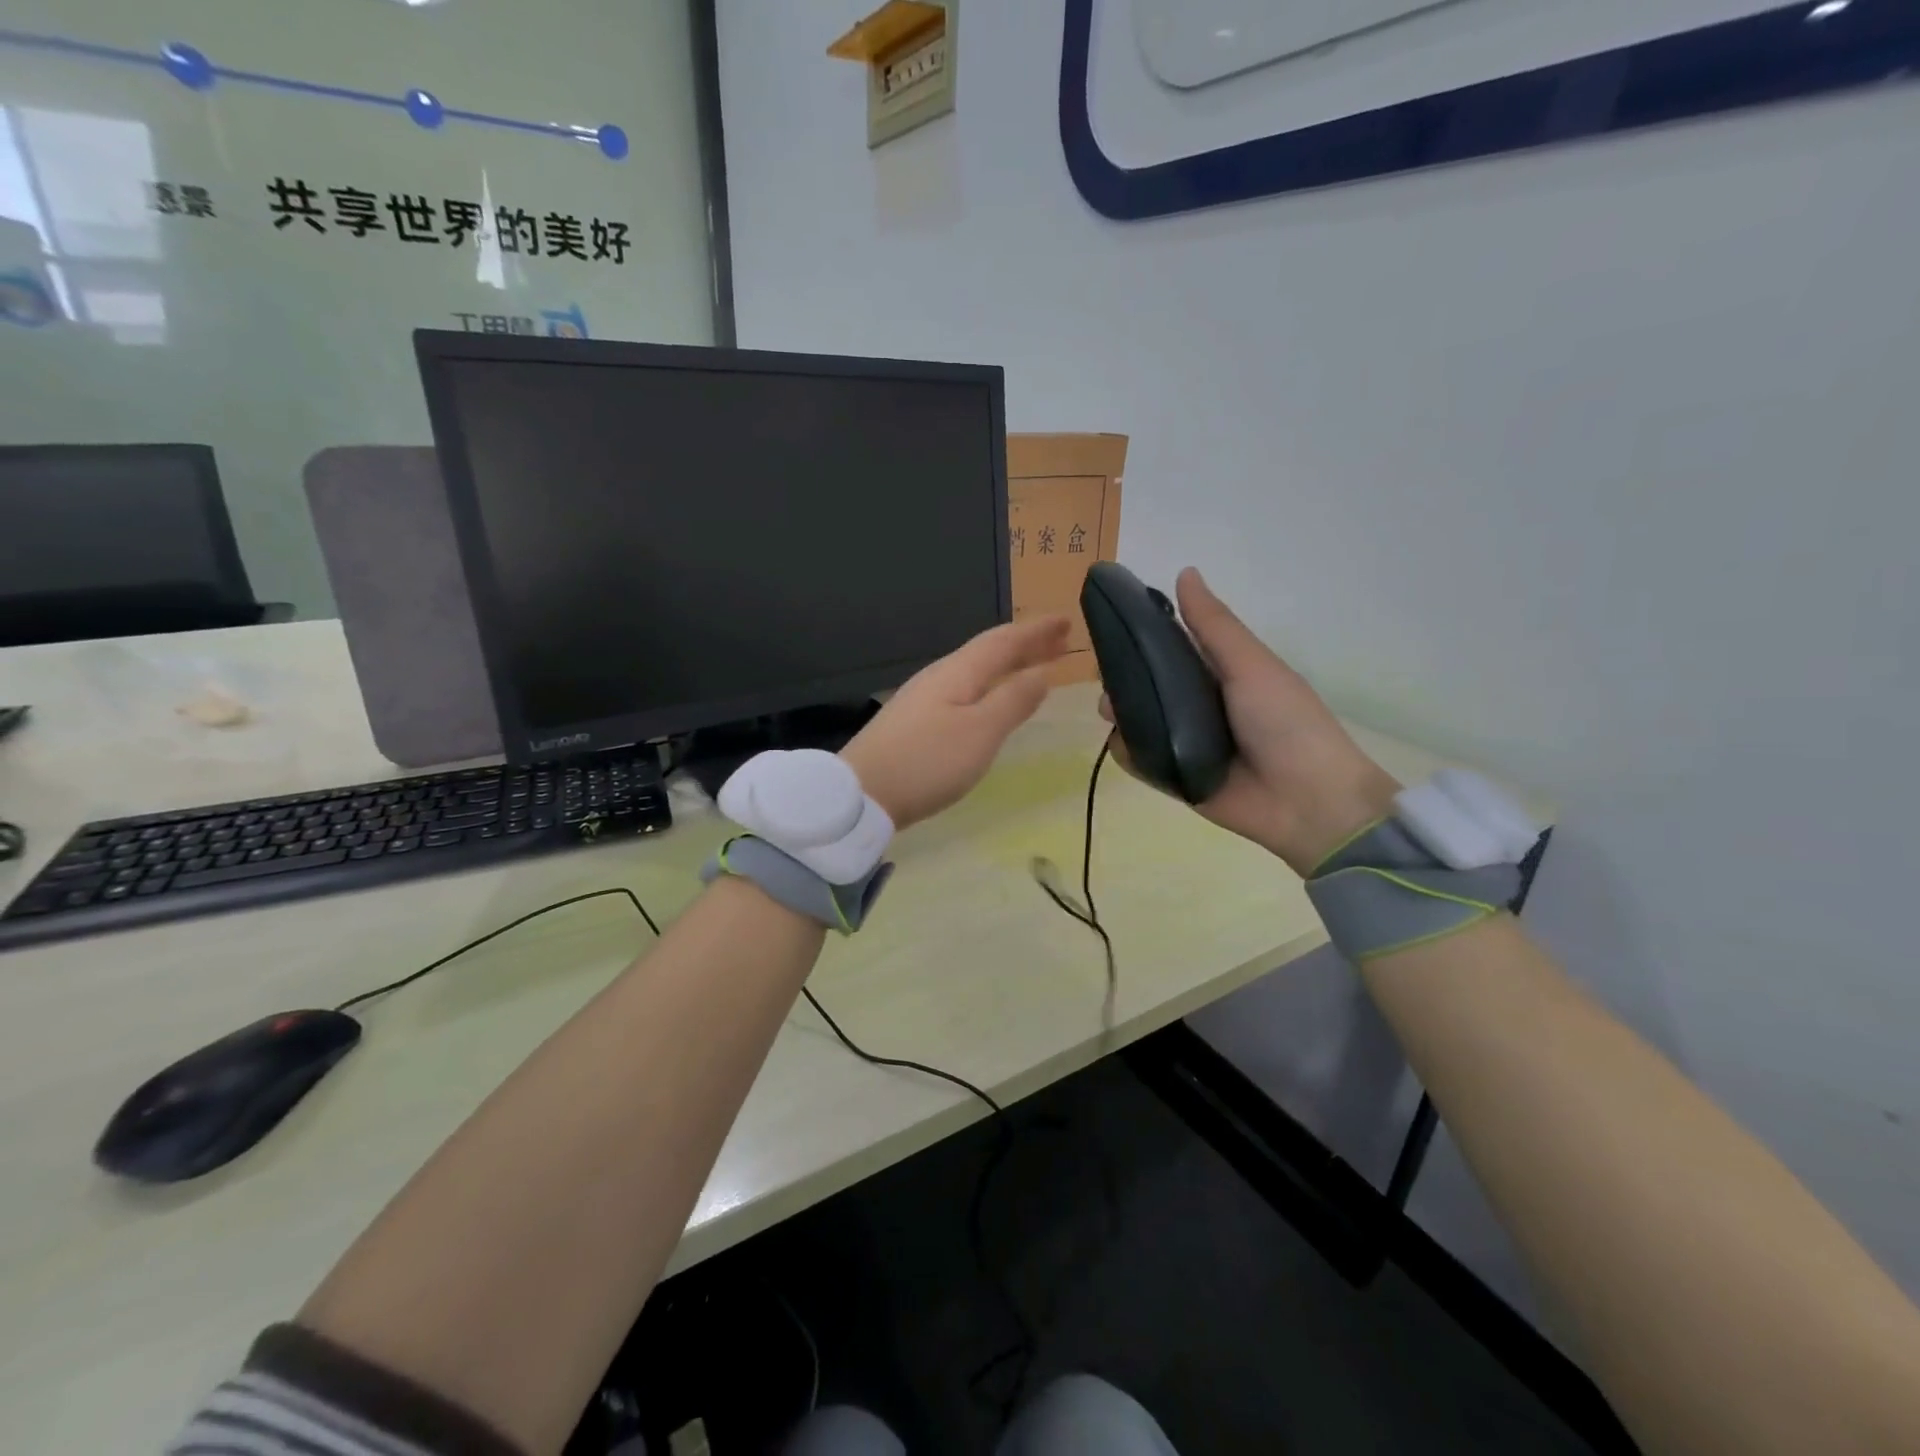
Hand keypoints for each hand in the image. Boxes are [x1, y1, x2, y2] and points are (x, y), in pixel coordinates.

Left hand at [842, 615, 1071, 830]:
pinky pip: (965, 690)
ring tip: (1035, 666)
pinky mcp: (916, 722)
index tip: (1067, 620)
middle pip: (989, 653)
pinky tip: (992, 700)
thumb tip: (1042, 673)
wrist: (862, 794)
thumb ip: (1013, 701)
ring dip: (1009, 665)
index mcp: (958, 672)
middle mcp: (940, 677)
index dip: (1036, 631)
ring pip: (976, 671)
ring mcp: (925, 699)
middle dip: (1026, 645)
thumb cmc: (927, 761)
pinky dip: (990, 686)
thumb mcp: (980, 732)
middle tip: (1060, 640)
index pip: (1004, 642)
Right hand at [1104, 569, 1399, 874]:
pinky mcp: (1171, 777)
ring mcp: (1181, 742)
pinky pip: (1137, 760)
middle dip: (1120, 677)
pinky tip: (1119, 742)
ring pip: (1135, 720)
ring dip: (1117, 712)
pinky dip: (1124, 751)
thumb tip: (1184, 571)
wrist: (1306, 801)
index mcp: (1217, 673)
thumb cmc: (1285, 721)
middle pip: (1144, 684)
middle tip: (1106, 677)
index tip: (1109, 624)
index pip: (1168, 647)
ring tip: (1110, 711)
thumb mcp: (1251, 665)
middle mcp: (1195, 704)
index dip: (1139, 635)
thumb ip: (1213, 626)